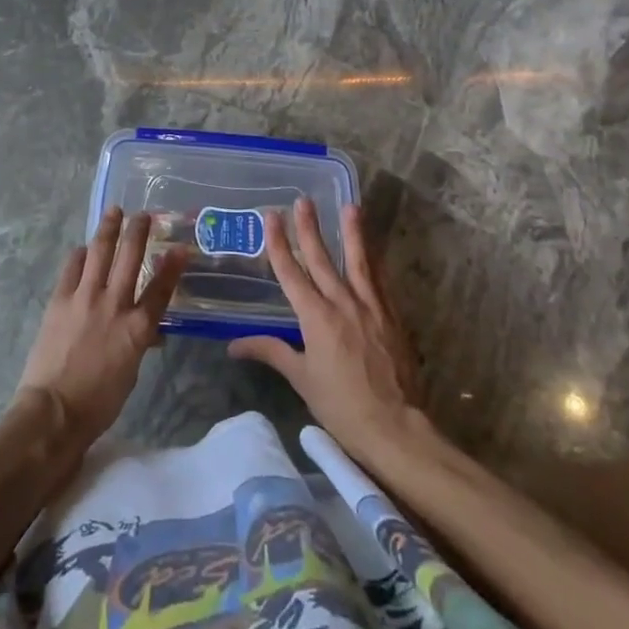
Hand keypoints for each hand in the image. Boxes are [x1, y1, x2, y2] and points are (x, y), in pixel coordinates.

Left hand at [16, 209, 186, 447]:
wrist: (54, 410)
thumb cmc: (99, 401)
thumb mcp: (131, 371)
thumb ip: (139, 342)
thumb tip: (149, 331)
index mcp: (137, 328)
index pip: (161, 288)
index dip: (172, 265)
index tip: (180, 246)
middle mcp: (114, 305)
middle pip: (130, 258)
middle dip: (139, 232)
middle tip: (144, 215)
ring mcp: (85, 298)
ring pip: (100, 253)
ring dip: (108, 229)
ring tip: (114, 211)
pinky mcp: (60, 299)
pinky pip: (72, 267)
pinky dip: (79, 255)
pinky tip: (82, 249)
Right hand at [230, 198, 426, 457]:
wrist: (395, 427)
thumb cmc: (341, 406)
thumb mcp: (301, 379)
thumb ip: (271, 352)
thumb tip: (233, 345)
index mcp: (316, 317)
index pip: (291, 272)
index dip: (279, 243)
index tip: (271, 217)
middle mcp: (342, 303)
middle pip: (322, 258)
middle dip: (310, 228)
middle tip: (303, 201)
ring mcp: (371, 307)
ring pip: (359, 262)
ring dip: (352, 232)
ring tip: (350, 206)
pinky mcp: (392, 317)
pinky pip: (380, 281)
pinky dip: (374, 261)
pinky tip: (373, 250)